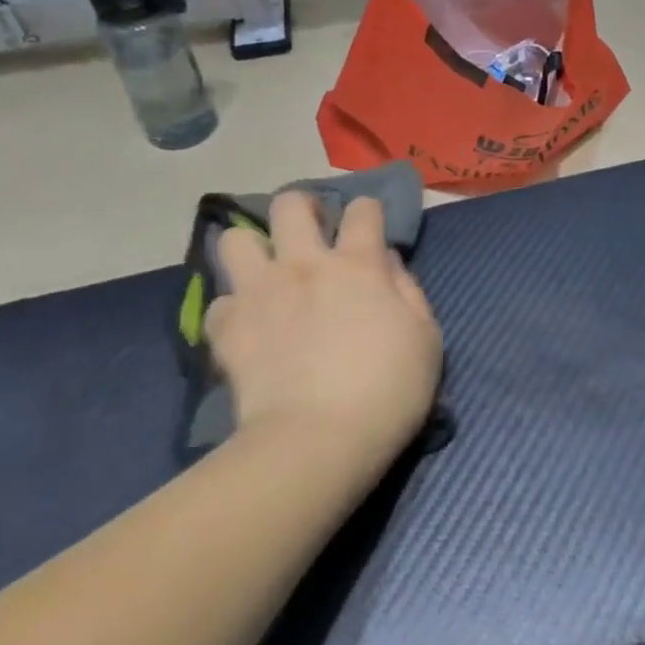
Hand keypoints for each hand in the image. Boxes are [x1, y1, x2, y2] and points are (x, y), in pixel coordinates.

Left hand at [209, 192, 442, 471]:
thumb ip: (408, 291)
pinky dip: (233, 310)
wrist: (319, 440)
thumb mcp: (426, 340)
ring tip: (266, 271)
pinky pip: (219, 302)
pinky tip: (247, 326)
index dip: (368, 211)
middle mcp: (304, 265)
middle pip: (290, 205)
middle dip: (302, 207)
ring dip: (252, 249)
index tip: (370, 225)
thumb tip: (386, 263)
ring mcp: (260, 292)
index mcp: (357, 265)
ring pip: (236, 240)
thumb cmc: (387, 391)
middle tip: (311, 233)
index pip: (363, 210)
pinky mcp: (229, 327)